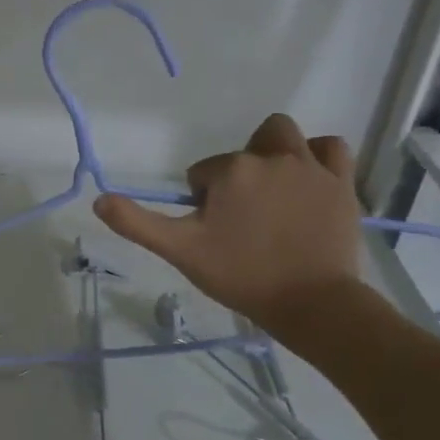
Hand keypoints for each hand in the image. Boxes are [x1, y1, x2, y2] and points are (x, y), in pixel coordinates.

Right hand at [92, 114, 366, 336]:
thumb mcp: (181, 251)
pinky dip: (317, 156)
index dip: (202, 199)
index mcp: (231, 171)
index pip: (203, 172)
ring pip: (285, 136)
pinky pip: (330, 148)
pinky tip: (308, 179)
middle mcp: (270, 157)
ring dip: (274, 153)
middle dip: (238, 169)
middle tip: (241, 209)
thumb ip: (137, 223)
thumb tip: (99, 200)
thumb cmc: (241, 275)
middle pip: (245, 148)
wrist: (312, 303)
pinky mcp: (341, 183)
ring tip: (272, 190)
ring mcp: (310, 167)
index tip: (213, 230)